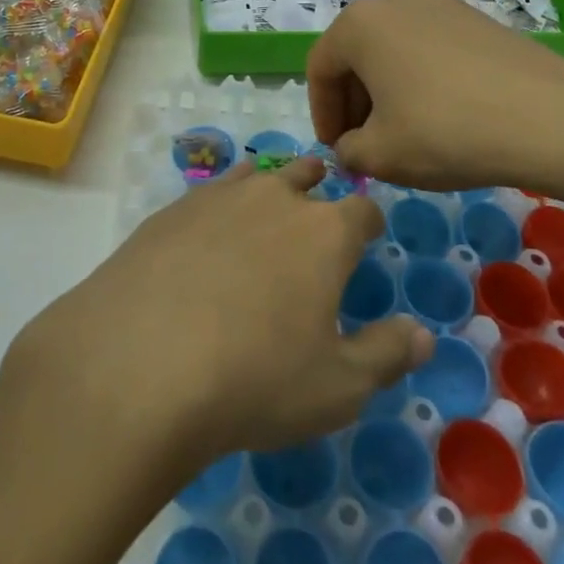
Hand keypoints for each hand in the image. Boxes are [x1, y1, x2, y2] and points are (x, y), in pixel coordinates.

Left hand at [10, 158, 431, 477]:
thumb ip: (387, 355)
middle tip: (317, 211)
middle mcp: (276, 198)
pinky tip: (210, 230)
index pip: (363, 209)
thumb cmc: (255, 380)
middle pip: (308, 175)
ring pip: (259, 175)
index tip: (368, 237)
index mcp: (325, 232)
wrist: (140, 362)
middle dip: (320, 189)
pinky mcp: (173, 209)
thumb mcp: (337, 388)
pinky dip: (222, 202)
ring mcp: (220, 197)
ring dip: (271, 186)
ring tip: (269, 205)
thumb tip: (423, 334)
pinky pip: (211, 191)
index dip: (370, 222)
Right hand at [308, 0, 563, 192]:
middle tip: (365, 144)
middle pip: (356, 54)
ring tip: (403, 132)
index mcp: (358, 22)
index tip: (336, 150)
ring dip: (386, 90)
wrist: (547, 117)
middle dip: (354, 102)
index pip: (320, 69)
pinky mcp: (473, 17)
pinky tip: (440, 115)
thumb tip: (352, 146)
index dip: (322, 115)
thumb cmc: (445, 131)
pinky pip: (427, 47)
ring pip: (392, 49)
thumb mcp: (380, 155)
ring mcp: (437, 2)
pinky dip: (420, 78)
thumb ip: (348, 150)